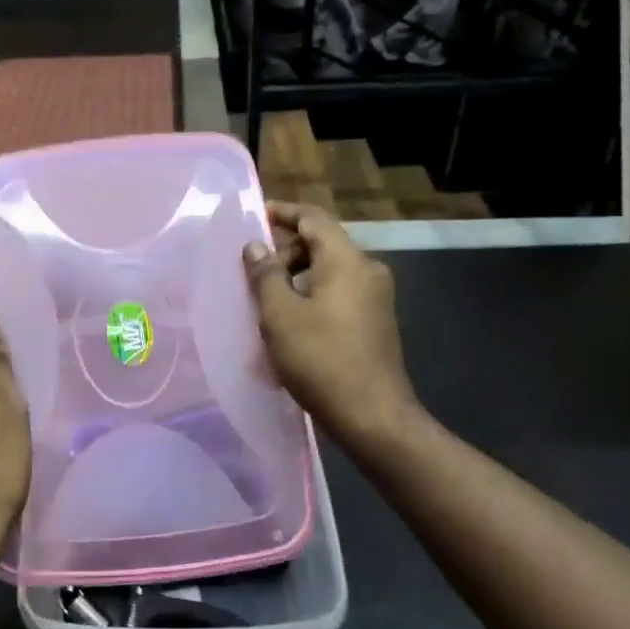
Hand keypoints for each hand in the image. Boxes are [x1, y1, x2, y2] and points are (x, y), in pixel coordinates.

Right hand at [243, 201, 416, 446]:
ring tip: (266, 303)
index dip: (283, 212)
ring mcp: (376, 298)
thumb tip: (255, 247)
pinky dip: (312, 297)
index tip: (256, 217)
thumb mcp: (280, 315)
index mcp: (346, 260)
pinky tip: (290, 325)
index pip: (313, 218)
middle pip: (322, 244)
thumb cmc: (320, 359)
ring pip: (329, 272)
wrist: (371, 415)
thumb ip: (265, 275)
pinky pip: (338, 295)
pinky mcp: (376, 322)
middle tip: (253, 274)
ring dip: (296, 279)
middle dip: (285, 252)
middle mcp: (367, 270)